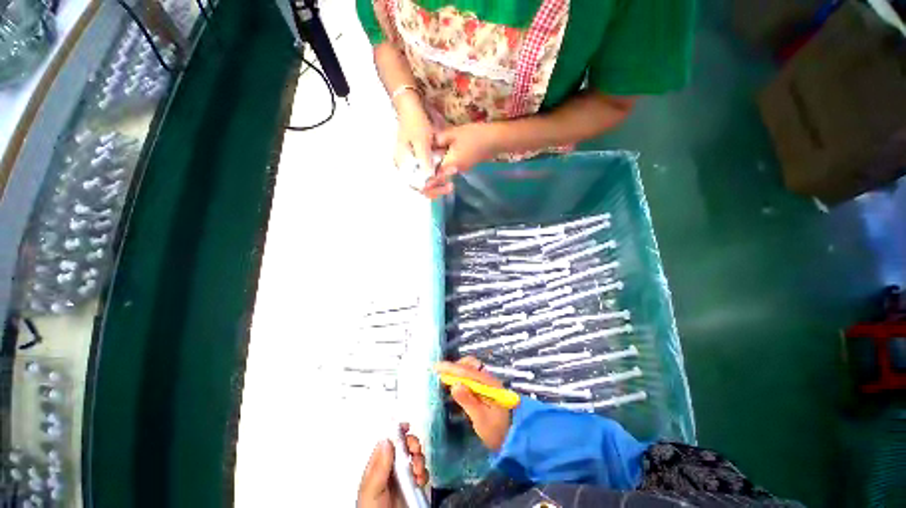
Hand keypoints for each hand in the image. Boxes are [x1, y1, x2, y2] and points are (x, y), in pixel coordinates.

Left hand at [357, 423, 428, 507]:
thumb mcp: (372, 490)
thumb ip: (379, 466)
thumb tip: (386, 440)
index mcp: (377, 466)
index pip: (387, 442)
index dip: (396, 432)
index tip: (406, 427)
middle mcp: (390, 469)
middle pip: (403, 447)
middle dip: (412, 445)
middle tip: (414, 451)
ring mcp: (402, 478)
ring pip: (414, 457)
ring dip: (419, 458)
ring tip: (418, 469)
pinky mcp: (414, 486)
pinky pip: (422, 472)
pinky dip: (424, 472)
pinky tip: (420, 479)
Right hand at [393, 91, 450, 195]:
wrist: (410, 108)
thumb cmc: (415, 123)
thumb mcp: (421, 142)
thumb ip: (424, 161)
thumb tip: (429, 179)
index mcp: (402, 164)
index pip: (416, 185)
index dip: (430, 188)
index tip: (445, 183)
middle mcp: (404, 168)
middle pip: (420, 186)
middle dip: (436, 188)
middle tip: (451, 186)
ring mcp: (409, 166)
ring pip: (424, 183)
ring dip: (437, 185)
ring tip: (451, 184)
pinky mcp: (415, 162)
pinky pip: (425, 176)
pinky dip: (436, 178)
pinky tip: (446, 177)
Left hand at [426, 123, 502, 196]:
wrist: (494, 140)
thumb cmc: (474, 136)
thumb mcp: (454, 133)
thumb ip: (438, 139)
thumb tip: (428, 142)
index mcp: (450, 165)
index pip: (433, 176)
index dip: (425, 177)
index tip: (417, 177)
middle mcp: (454, 171)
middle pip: (438, 175)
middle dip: (430, 172)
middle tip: (422, 165)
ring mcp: (461, 170)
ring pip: (445, 171)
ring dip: (437, 167)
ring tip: (429, 157)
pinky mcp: (465, 166)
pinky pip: (451, 167)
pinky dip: (445, 163)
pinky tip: (442, 153)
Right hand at [435, 357, 510, 450]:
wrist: (516, 438)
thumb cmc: (498, 431)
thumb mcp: (481, 420)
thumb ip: (468, 401)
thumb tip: (454, 384)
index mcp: (488, 384)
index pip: (467, 371)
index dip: (450, 368)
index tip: (436, 367)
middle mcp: (488, 379)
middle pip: (470, 364)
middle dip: (454, 366)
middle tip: (441, 374)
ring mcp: (488, 382)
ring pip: (471, 368)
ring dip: (458, 370)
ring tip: (446, 379)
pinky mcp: (486, 388)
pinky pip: (472, 376)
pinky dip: (462, 376)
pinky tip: (456, 384)